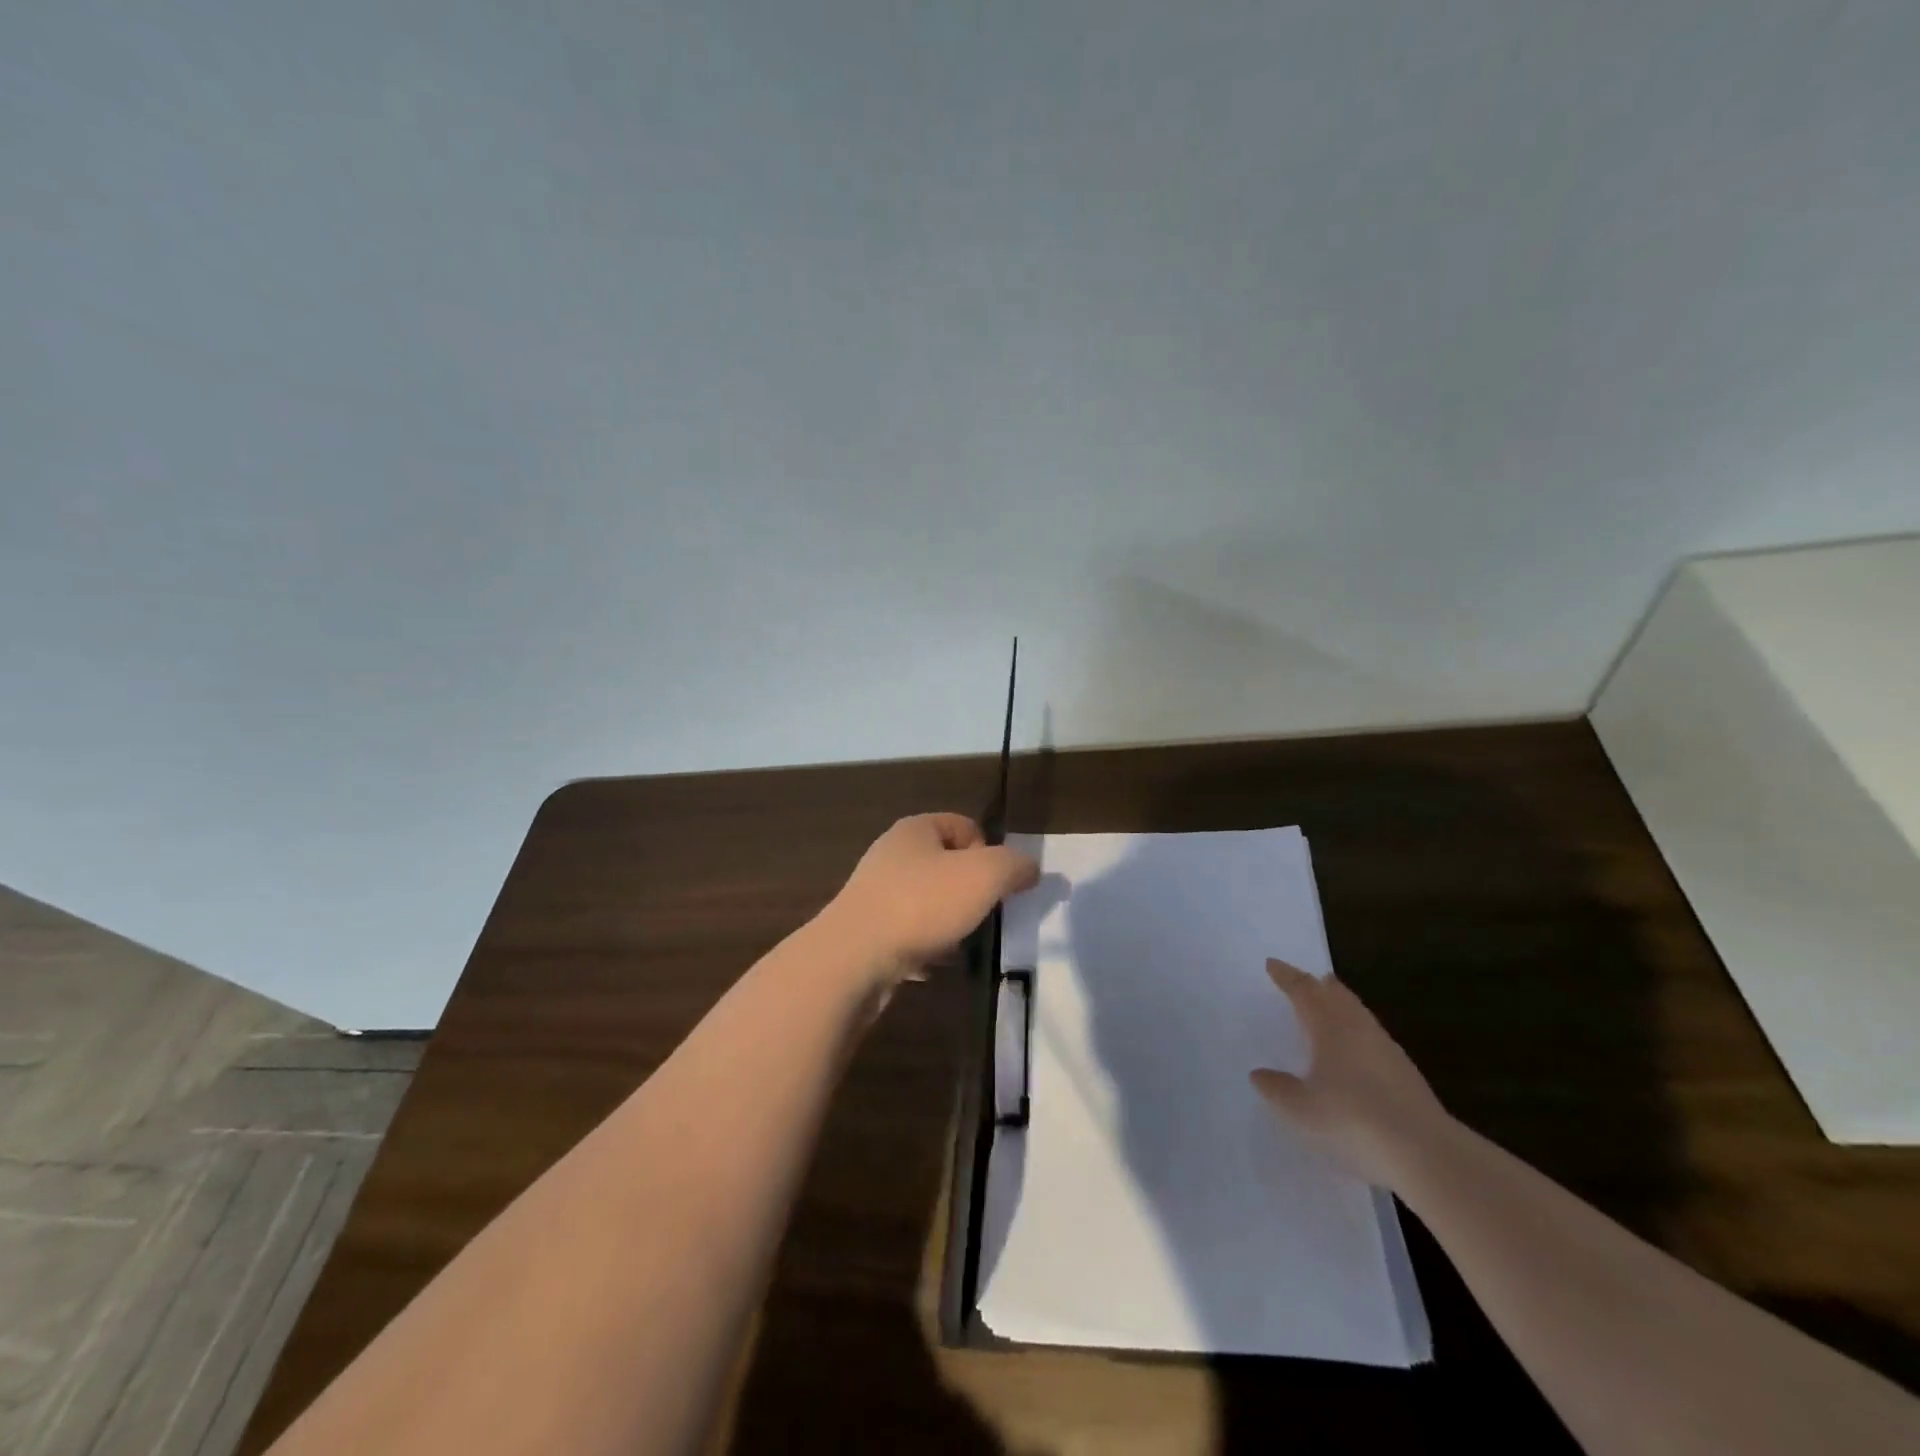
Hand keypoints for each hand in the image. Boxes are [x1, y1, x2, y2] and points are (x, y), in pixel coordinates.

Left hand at [819, 814, 1038, 987]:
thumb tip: (1030, 869)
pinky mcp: (866, 928)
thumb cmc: (922, 904)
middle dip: (969, 890)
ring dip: (948, 920)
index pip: (965, 826)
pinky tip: (931, 964)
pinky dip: (925, 945)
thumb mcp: (984, 876)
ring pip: (928, 900)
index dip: (988, 851)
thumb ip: (1015, 866)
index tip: (993, 884)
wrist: (853, 957)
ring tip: (958, 942)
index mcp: (916, 829)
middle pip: (947, 865)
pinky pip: (908, 931)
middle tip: (981, 915)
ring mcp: (875, 891)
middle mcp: (892, 853)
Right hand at [1250, 958, 1450, 1188]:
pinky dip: (1359, 1032)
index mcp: (1329, 1027)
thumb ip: (1278, 1089)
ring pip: (1359, 1014)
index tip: (1272, 964)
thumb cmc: (1351, 1120)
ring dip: (1342, 1005)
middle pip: (1337, 996)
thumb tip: (1258, 1074)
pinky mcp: (1406, 1074)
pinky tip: (1357, 1051)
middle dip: (1319, 985)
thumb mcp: (1301, 1109)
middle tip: (1308, 978)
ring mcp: (1387, 1050)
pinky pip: (1374, 1037)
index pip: (1304, 991)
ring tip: (1332, 1005)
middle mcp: (1358, 1029)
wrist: (1424, 1152)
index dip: (1287, 977)